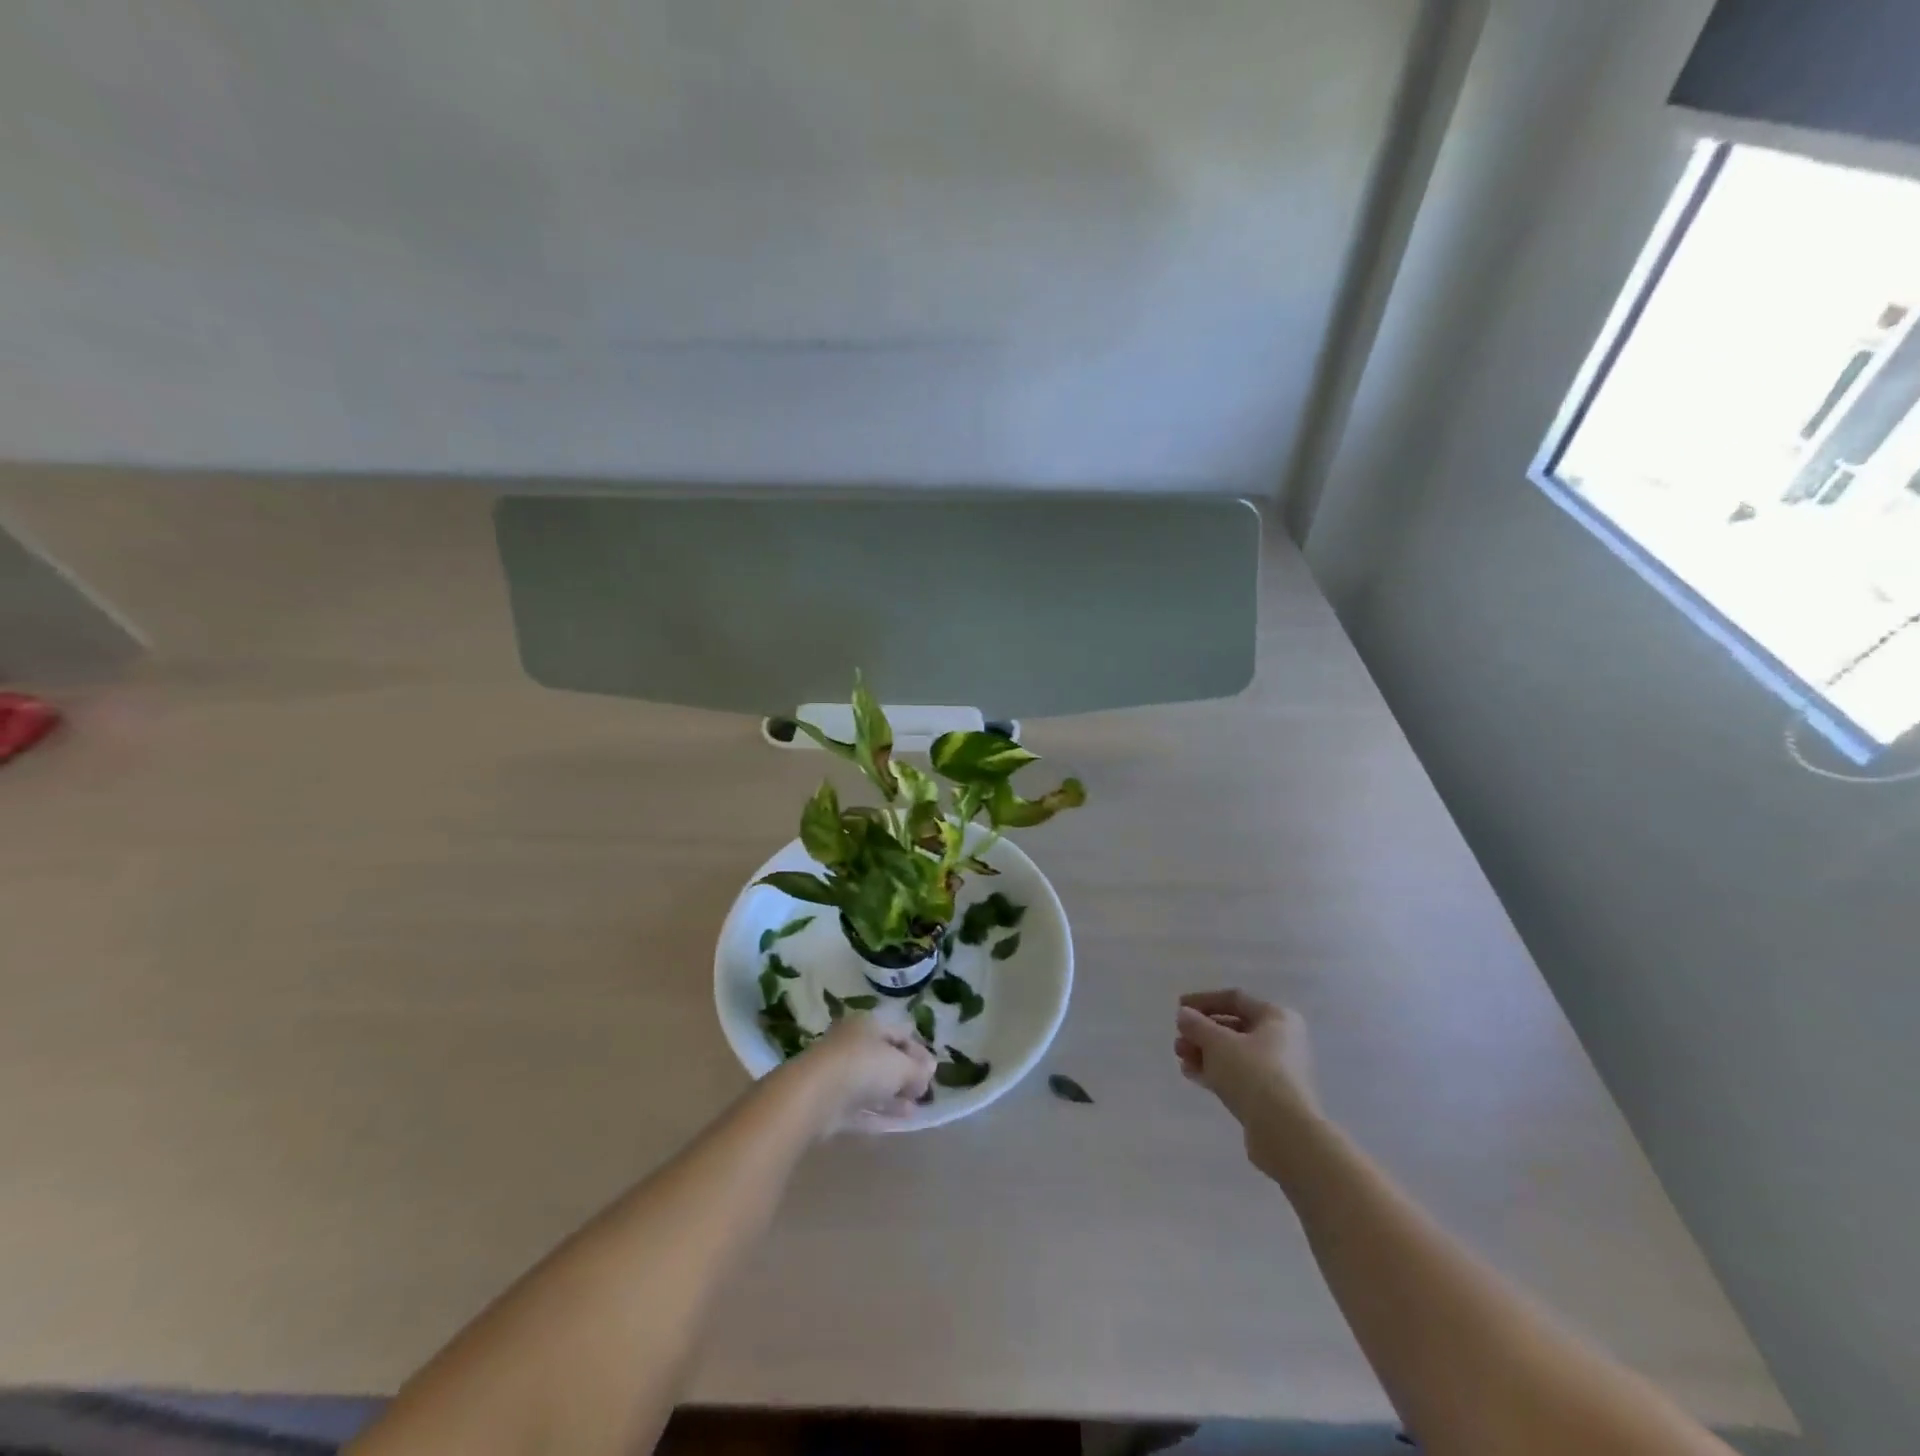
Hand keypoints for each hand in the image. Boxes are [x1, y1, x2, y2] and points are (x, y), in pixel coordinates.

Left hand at [801, 1014, 937, 1132]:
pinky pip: (861, 1107)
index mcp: (867, 1025)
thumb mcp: (901, 1066)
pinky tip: (899, 1122)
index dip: (918, 1051)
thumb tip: (929, 1071)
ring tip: (915, 1110)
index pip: (898, 1033)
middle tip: (923, 1091)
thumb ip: (918, 1070)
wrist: (813, 1096)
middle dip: (904, 1074)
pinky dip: (880, 1113)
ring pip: (872, 1084)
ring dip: (893, 1097)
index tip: (933, 1070)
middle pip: (883, 1059)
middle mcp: (851, 1045)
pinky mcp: (830, 1105)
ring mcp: (838, 1075)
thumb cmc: (862, 1066)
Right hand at [1175, 990, 1319, 1175]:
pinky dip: (1215, 1072)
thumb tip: (1184, 1015)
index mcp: (1276, 1018)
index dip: (1203, 1000)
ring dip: (1204, 1053)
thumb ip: (1197, 1025)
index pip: (1235, 999)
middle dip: (1202, 1032)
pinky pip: (1238, 1075)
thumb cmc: (1253, 1073)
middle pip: (1234, 1028)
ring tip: (1180, 1058)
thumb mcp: (1217, 1042)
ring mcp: (1278, 1071)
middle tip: (1178, 1039)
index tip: (1178, 1008)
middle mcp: (1282, 1040)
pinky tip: (1191, 1074)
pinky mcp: (1271, 1097)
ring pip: (1234, 1054)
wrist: (1285, 1132)